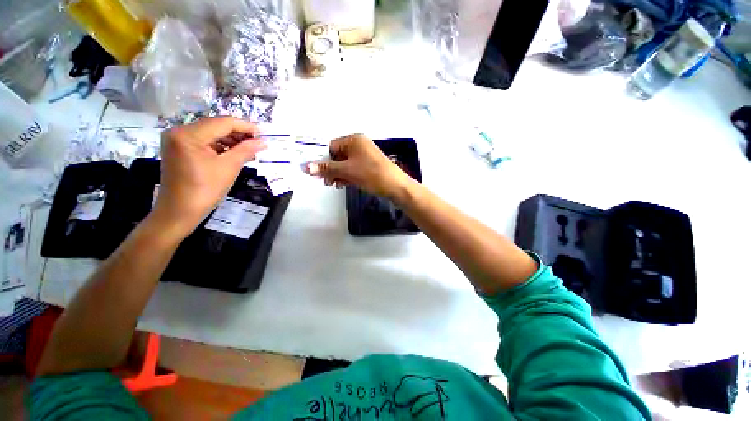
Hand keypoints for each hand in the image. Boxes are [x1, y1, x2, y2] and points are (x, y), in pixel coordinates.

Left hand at [150, 117, 265, 238]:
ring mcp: (177, 140)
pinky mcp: (178, 149)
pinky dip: (220, 146)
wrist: (179, 211)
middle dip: (238, 133)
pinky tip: (234, 152)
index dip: (245, 126)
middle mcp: (179, 131)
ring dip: (230, 139)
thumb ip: (246, 150)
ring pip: (210, 133)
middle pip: (215, 126)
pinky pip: (203, 141)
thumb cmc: (205, 190)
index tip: (263, 133)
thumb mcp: (229, 168)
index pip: (222, 122)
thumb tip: (263, 142)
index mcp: (189, 134)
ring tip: (249, 149)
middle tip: (258, 142)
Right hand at [306, 134, 412, 199]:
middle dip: (331, 169)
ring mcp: (365, 156)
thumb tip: (305, 167)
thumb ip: (326, 169)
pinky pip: (354, 169)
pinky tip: (344, 184)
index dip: (323, 159)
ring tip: (335, 185)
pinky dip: (348, 176)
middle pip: (338, 156)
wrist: (395, 185)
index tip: (316, 172)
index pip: (331, 147)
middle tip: (326, 182)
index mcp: (354, 140)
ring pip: (345, 164)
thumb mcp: (346, 171)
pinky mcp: (369, 166)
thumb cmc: (370, 174)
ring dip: (338, 174)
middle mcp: (359, 145)